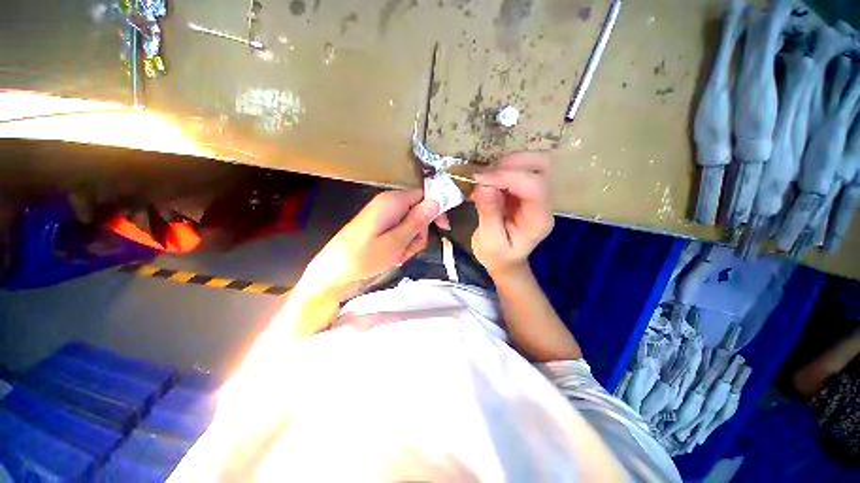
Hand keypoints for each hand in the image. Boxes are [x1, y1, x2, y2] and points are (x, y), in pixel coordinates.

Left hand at [302, 189, 438, 298]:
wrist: (332, 271)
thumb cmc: (364, 257)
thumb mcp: (396, 241)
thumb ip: (417, 221)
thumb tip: (436, 201)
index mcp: (393, 201)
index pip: (424, 195)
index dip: (436, 210)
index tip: (444, 229)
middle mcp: (388, 203)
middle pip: (418, 212)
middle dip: (419, 233)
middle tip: (409, 251)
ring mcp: (382, 215)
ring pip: (410, 225)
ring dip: (410, 242)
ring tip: (398, 257)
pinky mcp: (378, 226)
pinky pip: (398, 232)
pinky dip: (400, 245)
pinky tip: (392, 257)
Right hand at [471, 152, 553, 274]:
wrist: (505, 260)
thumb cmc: (497, 256)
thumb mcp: (489, 241)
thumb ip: (489, 214)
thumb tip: (484, 185)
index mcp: (539, 219)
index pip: (534, 186)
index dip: (508, 177)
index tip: (480, 179)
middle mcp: (544, 202)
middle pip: (542, 165)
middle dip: (512, 162)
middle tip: (486, 174)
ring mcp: (536, 194)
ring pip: (532, 161)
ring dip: (506, 163)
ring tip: (485, 179)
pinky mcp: (525, 190)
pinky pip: (518, 168)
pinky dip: (501, 169)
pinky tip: (487, 182)